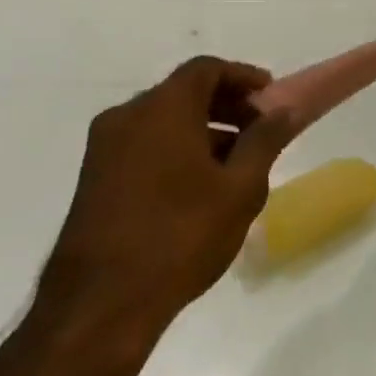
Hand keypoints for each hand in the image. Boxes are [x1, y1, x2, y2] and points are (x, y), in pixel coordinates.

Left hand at [37, 58, 296, 343]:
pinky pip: (143, 145)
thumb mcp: (240, 188)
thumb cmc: (180, 236)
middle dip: (226, 105)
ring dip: (202, 130)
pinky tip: (199, 188)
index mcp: (162, 109)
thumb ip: (264, 141)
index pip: (206, 69)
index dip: (243, 77)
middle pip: (183, 92)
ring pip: (162, 121)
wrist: (99, 306)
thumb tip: (282, 111)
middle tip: (260, 130)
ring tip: (236, 165)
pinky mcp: (93, 180)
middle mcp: (126, 117)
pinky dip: (175, 149)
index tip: (271, 98)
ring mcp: (103, 149)